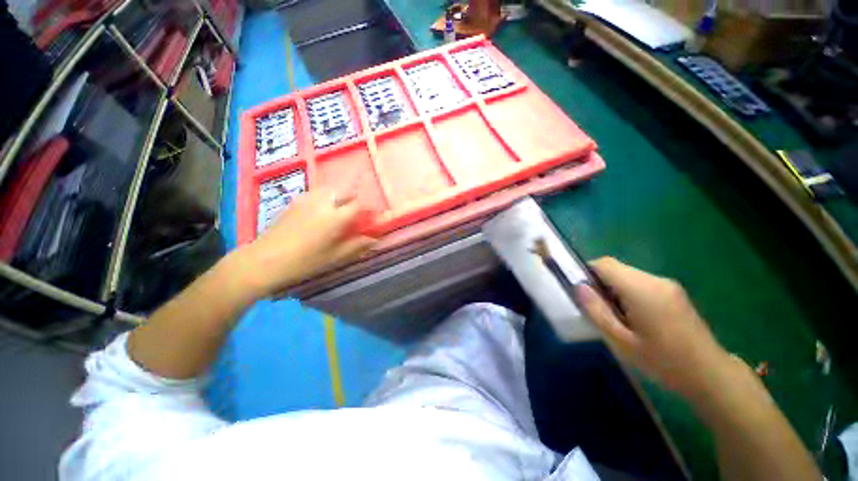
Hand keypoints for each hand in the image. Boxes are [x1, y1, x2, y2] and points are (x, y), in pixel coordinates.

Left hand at [238, 189, 375, 296]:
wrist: (265, 260)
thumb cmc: (304, 261)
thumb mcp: (335, 256)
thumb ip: (357, 245)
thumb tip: (375, 240)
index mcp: (335, 217)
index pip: (359, 205)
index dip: (369, 209)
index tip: (373, 216)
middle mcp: (324, 203)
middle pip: (345, 191)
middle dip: (355, 200)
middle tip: (356, 214)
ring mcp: (307, 199)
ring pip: (331, 189)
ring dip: (341, 196)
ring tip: (341, 210)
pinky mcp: (296, 201)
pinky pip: (317, 192)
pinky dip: (326, 197)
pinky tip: (322, 210)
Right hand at [575, 257, 733, 399]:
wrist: (710, 374)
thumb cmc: (663, 361)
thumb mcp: (621, 341)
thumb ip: (597, 311)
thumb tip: (579, 287)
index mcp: (642, 289)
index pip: (604, 264)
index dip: (587, 272)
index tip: (583, 292)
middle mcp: (655, 280)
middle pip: (616, 268)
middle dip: (600, 283)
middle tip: (599, 309)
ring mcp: (667, 284)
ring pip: (627, 275)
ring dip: (614, 289)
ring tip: (617, 317)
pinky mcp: (674, 292)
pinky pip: (641, 283)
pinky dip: (628, 292)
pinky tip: (634, 317)